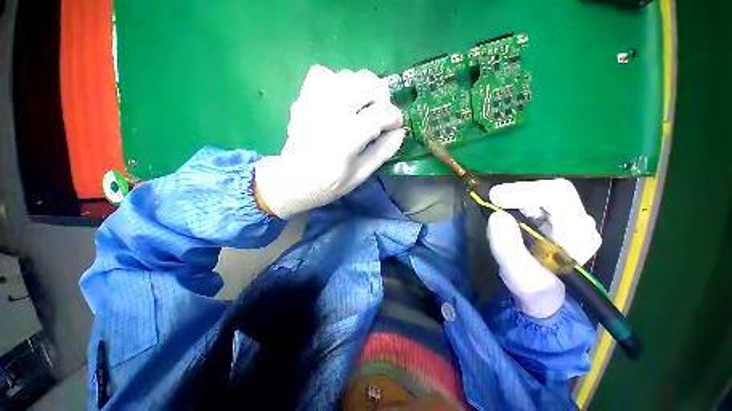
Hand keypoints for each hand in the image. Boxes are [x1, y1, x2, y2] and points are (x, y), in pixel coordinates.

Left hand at [254, 65, 404, 217]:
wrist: (293, 181)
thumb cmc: (329, 184)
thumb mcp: (360, 175)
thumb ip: (382, 152)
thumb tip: (400, 131)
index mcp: (347, 139)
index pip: (381, 113)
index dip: (395, 117)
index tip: (395, 126)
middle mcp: (331, 114)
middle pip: (367, 83)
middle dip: (381, 97)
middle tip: (379, 114)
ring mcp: (314, 102)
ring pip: (348, 75)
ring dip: (361, 89)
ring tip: (360, 108)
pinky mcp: (303, 99)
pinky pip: (323, 73)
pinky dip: (335, 83)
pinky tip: (338, 101)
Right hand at [486, 179, 601, 317]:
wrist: (541, 294)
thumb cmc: (532, 287)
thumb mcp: (517, 272)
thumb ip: (507, 246)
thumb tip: (496, 216)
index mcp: (578, 235)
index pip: (558, 194)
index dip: (525, 191)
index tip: (495, 197)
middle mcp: (580, 221)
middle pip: (550, 190)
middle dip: (518, 193)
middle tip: (492, 201)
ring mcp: (571, 218)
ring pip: (543, 193)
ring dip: (516, 198)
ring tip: (499, 210)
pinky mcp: (558, 218)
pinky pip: (537, 199)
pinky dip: (518, 201)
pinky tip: (509, 214)